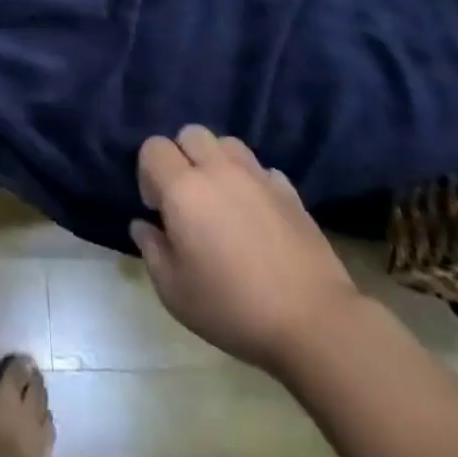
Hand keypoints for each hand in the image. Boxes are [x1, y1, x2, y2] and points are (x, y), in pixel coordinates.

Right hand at [130, 126, 361, 376]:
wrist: (314, 323)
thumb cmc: (233, 308)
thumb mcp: (175, 292)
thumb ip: (152, 250)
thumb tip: (143, 225)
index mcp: (183, 189)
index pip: (153, 147)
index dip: (148, 172)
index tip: (158, 208)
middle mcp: (218, 170)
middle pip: (191, 133)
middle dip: (181, 156)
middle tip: (187, 199)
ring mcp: (258, 177)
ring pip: (227, 144)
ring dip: (216, 162)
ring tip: (221, 200)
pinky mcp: (290, 192)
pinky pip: (261, 169)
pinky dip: (252, 182)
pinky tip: (256, 214)